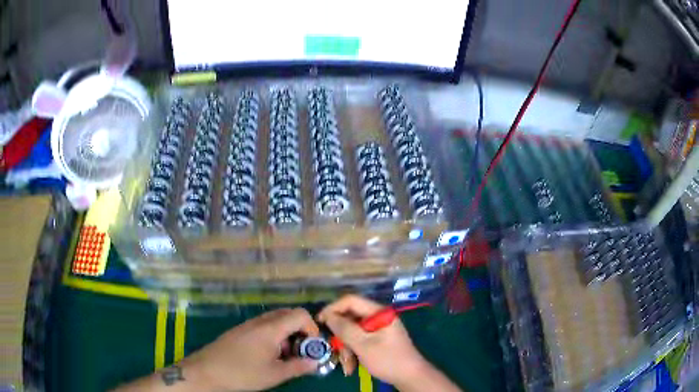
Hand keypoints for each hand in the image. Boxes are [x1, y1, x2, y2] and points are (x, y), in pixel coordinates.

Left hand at [181, 308, 318, 390]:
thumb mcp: (275, 374)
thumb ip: (298, 367)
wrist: (207, 371)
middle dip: (300, 331)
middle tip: (300, 351)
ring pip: (275, 321)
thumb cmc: (243, 373)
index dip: (311, 328)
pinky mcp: (240, 330)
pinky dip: (273, 336)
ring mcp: (248, 324)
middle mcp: (260, 321)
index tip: (311, 347)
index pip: (300, 314)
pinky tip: (267, 355)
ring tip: (284, 356)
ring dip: (287, 334)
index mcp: (270, 329)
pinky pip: (263, 326)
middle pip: (288, 314)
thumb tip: (315, 362)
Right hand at [317, 295, 428, 385]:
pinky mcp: (377, 341)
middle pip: (350, 319)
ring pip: (352, 333)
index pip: (351, 301)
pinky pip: (359, 341)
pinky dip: (353, 352)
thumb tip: (328, 316)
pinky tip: (352, 366)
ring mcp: (378, 330)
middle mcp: (378, 318)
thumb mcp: (363, 345)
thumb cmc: (388, 359)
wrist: (410, 377)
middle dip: (341, 337)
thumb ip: (345, 328)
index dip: (333, 308)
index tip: (319, 321)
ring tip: (348, 365)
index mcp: (379, 313)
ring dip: (346, 349)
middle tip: (336, 350)